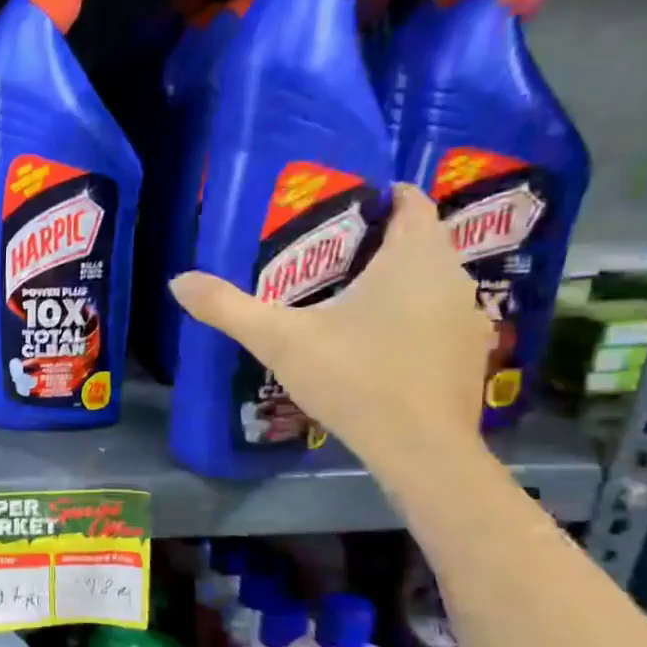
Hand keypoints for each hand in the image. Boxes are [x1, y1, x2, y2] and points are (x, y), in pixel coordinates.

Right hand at [169, 183, 492, 465]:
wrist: (421, 450)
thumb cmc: (355, 378)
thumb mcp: (279, 340)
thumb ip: (228, 308)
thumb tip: (177, 281)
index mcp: (414, 257)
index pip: (411, 201)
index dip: (380, 197)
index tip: (340, 208)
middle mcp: (452, 276)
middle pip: (419, 240)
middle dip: (377, 241)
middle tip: (324, 256)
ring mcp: (468, 317)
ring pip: (429, 280)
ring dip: (395, 281)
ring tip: (344, 298)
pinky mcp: (469, 354)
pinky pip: (436, 316)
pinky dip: (409, 316)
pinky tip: (375, 343)